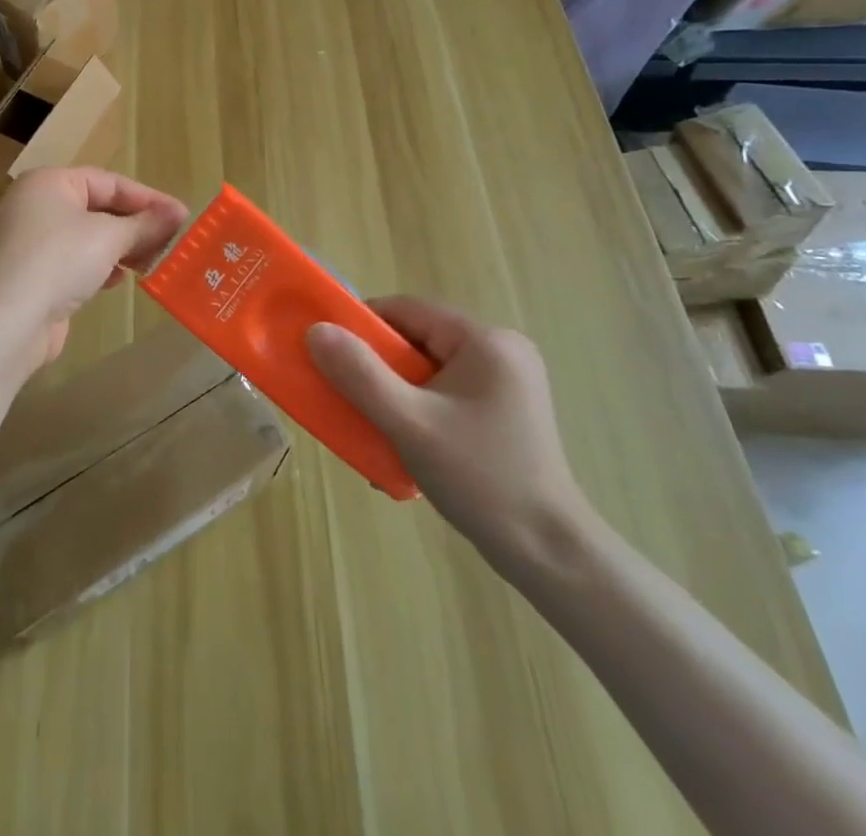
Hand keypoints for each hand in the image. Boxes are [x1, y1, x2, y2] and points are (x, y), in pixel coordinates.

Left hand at [0, 168, 188, 367]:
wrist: (11, 318)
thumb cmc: (61, 259)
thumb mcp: (110, 236)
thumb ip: (145, 224)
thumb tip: (177, 213)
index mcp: (49, 182)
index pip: (108, 181)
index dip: (148, 198)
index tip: (181, 215)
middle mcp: (37, 205)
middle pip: (97, 208)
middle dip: (135, 225)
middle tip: (172, 241)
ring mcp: (32, 241)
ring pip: (88, 237)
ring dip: (121, 248)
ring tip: (152, 261)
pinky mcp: (34, 273)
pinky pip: (75, 261)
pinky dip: (100, 266)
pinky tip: (119, 280)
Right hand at [305, 297, 591, 572]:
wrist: (550, 554)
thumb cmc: (480, 479)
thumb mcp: (409, 424)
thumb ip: (359, 374)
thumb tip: (316, 330)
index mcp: (485, 341)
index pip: (406, 310)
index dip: (362, 327)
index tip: (332, 356)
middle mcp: (501, 350)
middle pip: (417, 339)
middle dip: (378, 368)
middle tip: (352, 399)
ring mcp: (507, 382)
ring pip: (428, 369)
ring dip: (395, 393)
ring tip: (378, 428)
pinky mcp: (506, 409)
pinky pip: (446, 392)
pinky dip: (419, 408)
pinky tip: (408, 443)